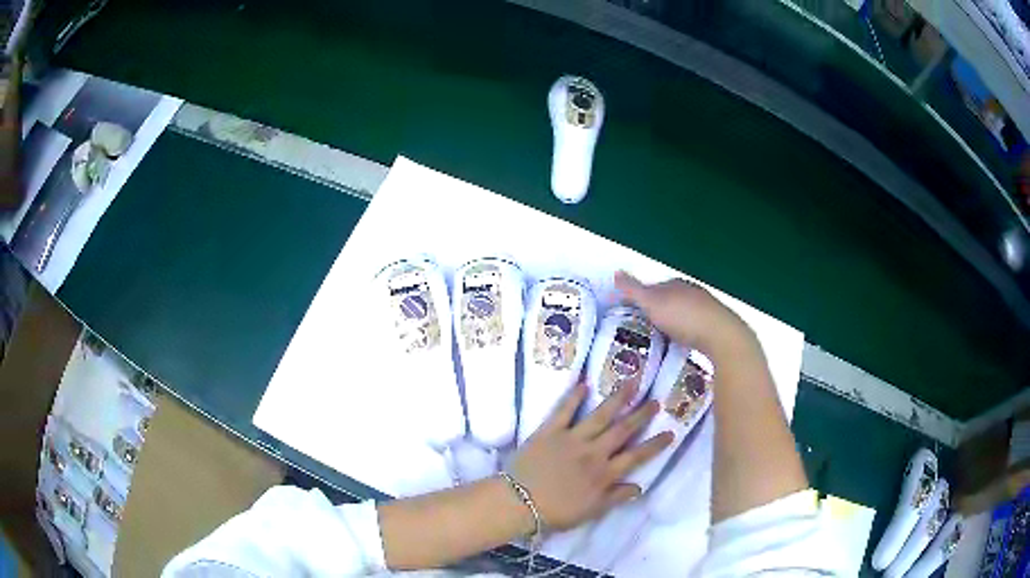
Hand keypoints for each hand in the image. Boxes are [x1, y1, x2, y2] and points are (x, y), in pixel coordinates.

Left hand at [508, 382, 672, 530]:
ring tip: (632, 382)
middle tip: (655, 400)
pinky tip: (584, 383)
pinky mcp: (550, 430)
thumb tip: (639, 487)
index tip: (671, 432)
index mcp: (605, 474)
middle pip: (623, 430)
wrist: (519, 503)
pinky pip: (564, 410)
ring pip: (600, 415)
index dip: (655, 445)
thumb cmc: (556, 512)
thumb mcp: (591, 511)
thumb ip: (615, 498)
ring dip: (618, 398)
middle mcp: (594, 452)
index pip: (637, 456)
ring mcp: (572, 438)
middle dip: (641, 415)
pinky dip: (574, 396)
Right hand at [614, 271, 754, 361]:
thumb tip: (616, 272)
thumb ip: (633, 290)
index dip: (642, 300)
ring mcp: (707, 308)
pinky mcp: (717, 325)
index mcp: (676, 284)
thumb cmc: (684, 317)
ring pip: (685, 313)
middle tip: (645, 330)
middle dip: (659, 312)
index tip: (633, 315)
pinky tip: (683, 345)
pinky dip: (688, 333)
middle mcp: (692, 291)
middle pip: (671, 300)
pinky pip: (697, 327)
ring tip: (662, 340)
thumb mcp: (652, 303)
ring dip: (675, 323)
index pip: (655, 287)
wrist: (721, 335)